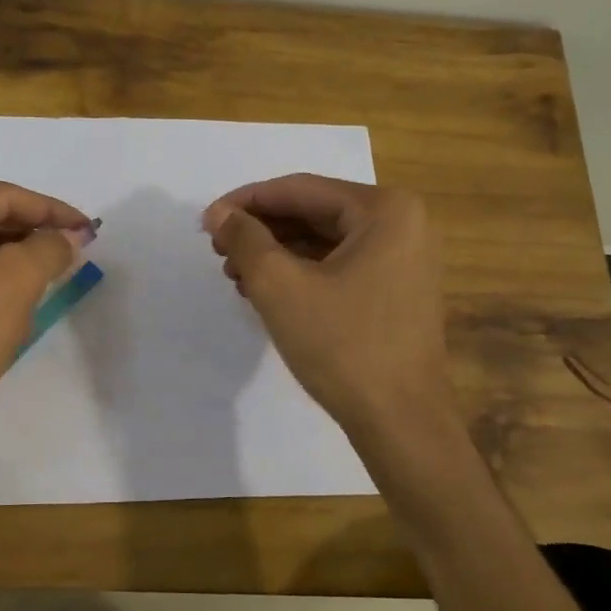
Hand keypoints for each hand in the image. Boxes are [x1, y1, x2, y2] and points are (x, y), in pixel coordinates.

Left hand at [0, 182, 94, 442]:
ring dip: (15, 260)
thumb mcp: (7, 290)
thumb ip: (44, 251)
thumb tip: (66, 237)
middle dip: (32, 232)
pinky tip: (12, 312)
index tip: (89, 231)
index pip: (0, 197)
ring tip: (49, 278)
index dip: (50, 209)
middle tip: (73, 251)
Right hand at [203, 175, 450, 435]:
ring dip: (276, 254)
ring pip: (324, 242)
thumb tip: (220, 214)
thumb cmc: (342, 345)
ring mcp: (403, 259)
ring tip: (235, 275)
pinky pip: (340, 266)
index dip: (246, 202)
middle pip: (313, 213)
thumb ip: (245, 239)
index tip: (206, 222)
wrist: (400, 421)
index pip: (299, 190)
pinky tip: (266, 292)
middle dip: (261, 230)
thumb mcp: (280, 286)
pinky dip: (301, 273)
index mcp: (384, 210)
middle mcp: (402, 224)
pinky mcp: (396, 291)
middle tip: (218, 251)